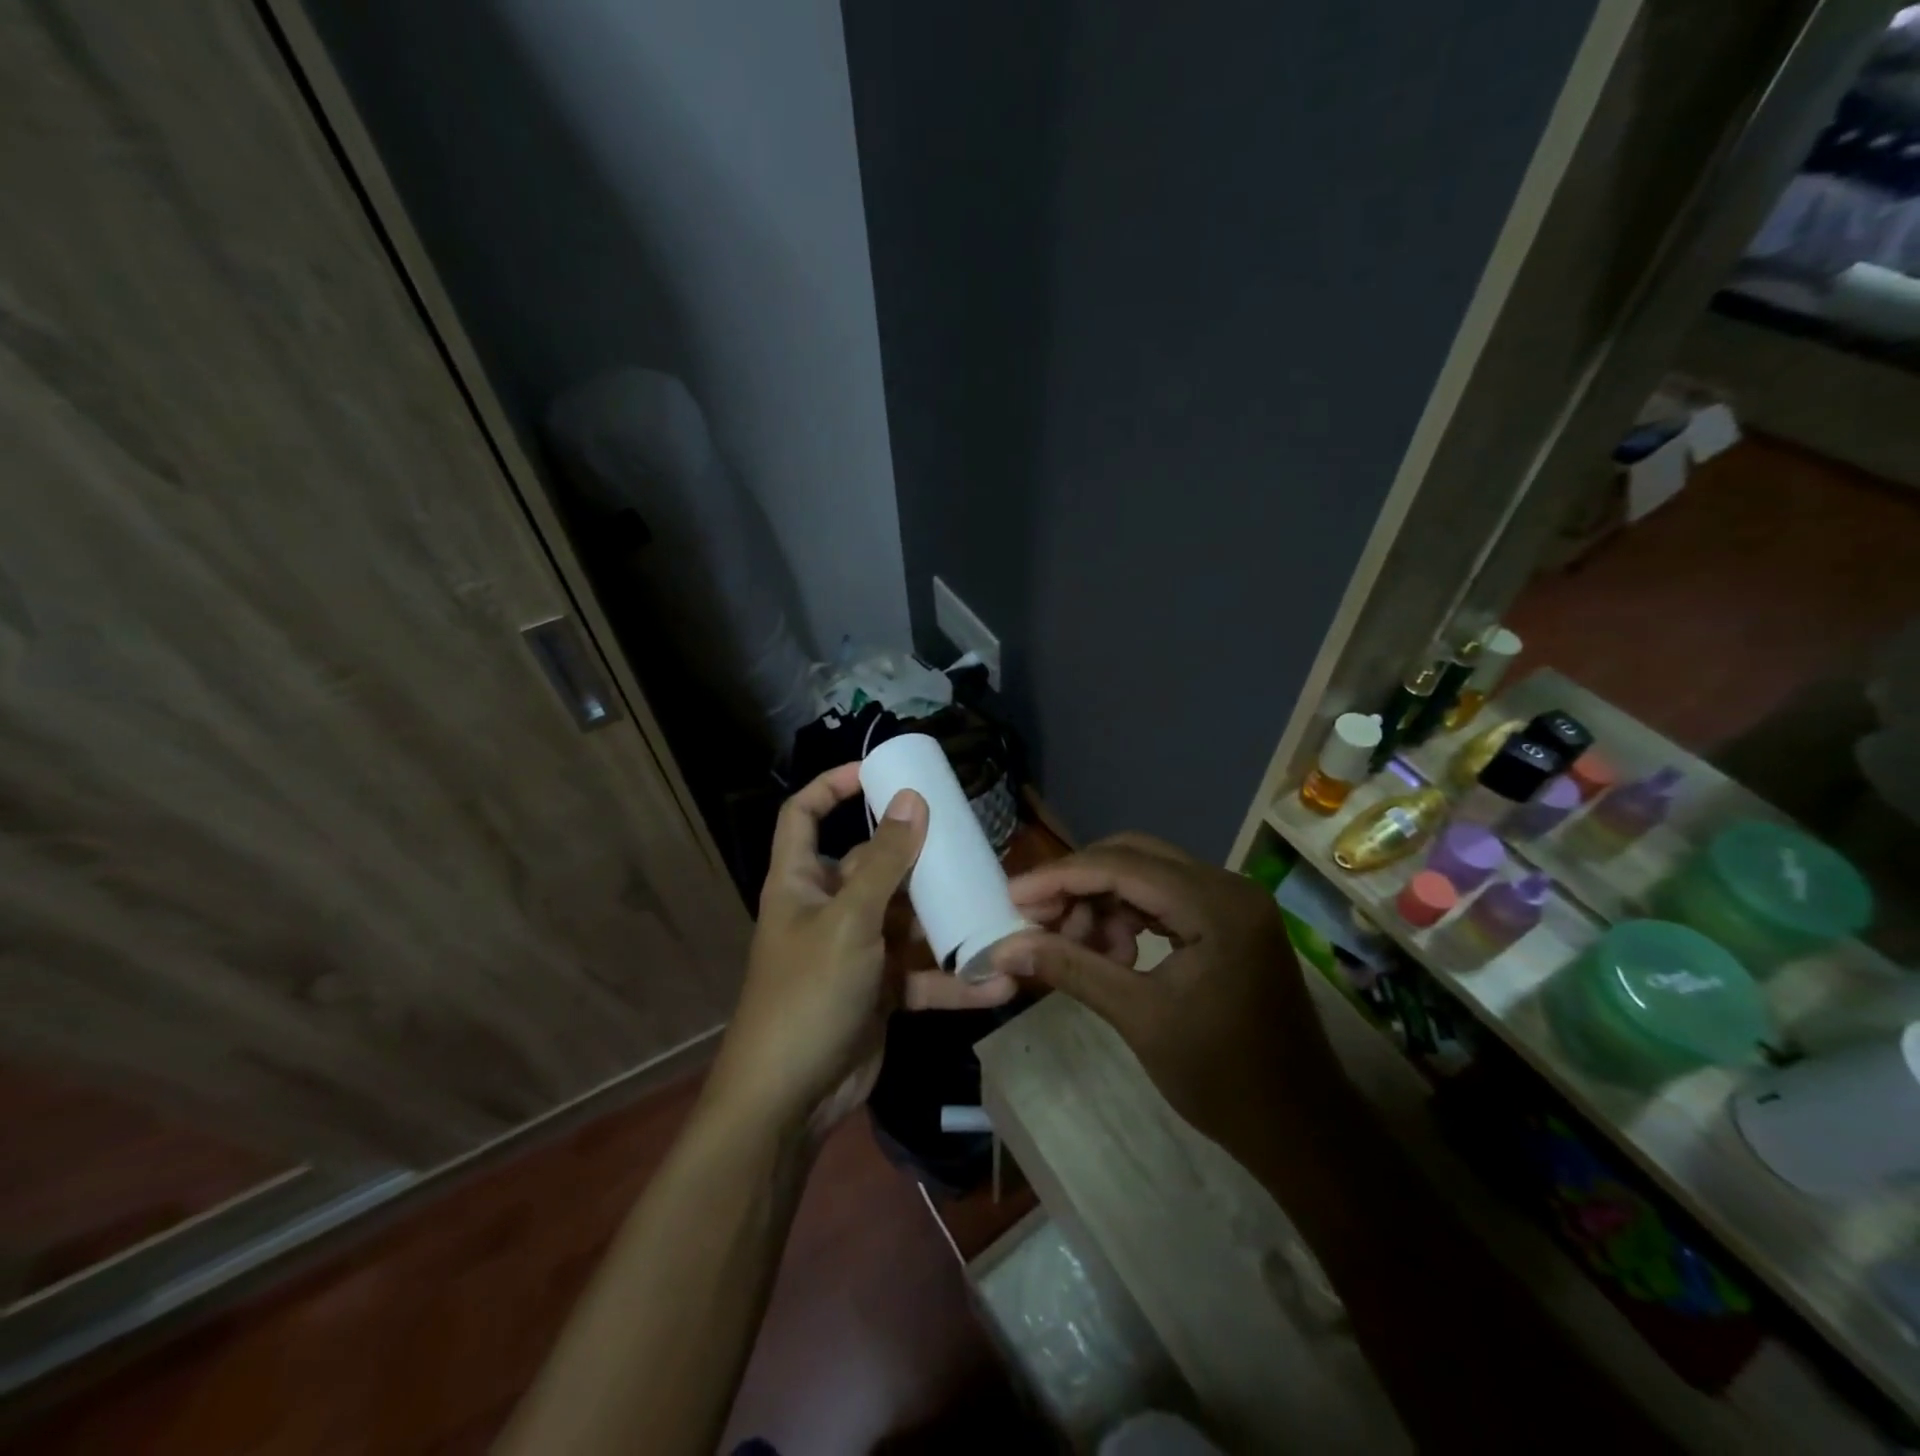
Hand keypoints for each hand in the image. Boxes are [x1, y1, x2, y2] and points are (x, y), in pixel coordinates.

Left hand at [708, 764, 1018, 1137]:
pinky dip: (954, 980)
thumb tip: (911, 799)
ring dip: (947, 920)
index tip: (878, 772)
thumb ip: (885, 862)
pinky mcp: (881, 990)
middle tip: (970, 842)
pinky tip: (997, 983)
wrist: (790, 1100)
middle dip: (920, 857)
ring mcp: (857, 950)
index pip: (804, 814)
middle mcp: (828, 907)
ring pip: (907, 919)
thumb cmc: (807, 994)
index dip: (832, 786)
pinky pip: (922, 973)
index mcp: (801, 881)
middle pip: (875, 864)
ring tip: (998, 907)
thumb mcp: (849, 920)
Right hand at [992, 835, 1343, 1142]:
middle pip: (1134, 857)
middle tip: (1036, 920)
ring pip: (1147, 876)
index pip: (1122, 866)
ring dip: (1103, 903)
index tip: (1012, 896)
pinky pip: (1166, 899)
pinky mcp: (1231, 921)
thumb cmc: (1222, 1078)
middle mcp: (1229, 886)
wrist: (1300, 1129)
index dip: (1060, 877)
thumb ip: (1071, 968)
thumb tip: (1005, 947)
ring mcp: (1233, 902)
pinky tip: (1112, 953)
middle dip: (1080, 885)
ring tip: (1076, 948)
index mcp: (1216, 904)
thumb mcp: (1138, 1017)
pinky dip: (1130, 917)